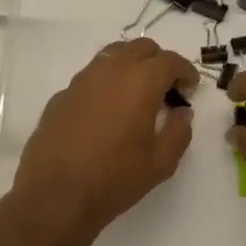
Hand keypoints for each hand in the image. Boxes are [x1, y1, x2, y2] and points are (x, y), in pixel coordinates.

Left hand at [11, 38, 199, 242]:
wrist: (55, 197)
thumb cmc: (115, 179)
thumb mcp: (161, 163)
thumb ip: (179, 132)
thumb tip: (182, 113)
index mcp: (140, 81)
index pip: (170, 60)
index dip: (185, 72)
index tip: (190, 89)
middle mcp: (110, 71)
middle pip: (140, 48)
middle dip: (158, 62)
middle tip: (166, 90)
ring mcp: (81, 81)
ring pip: (112, 56)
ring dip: (131, 68)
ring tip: (137, 97)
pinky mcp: (61, 96)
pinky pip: (91, 78)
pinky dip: (106, 85)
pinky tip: (107, 113)